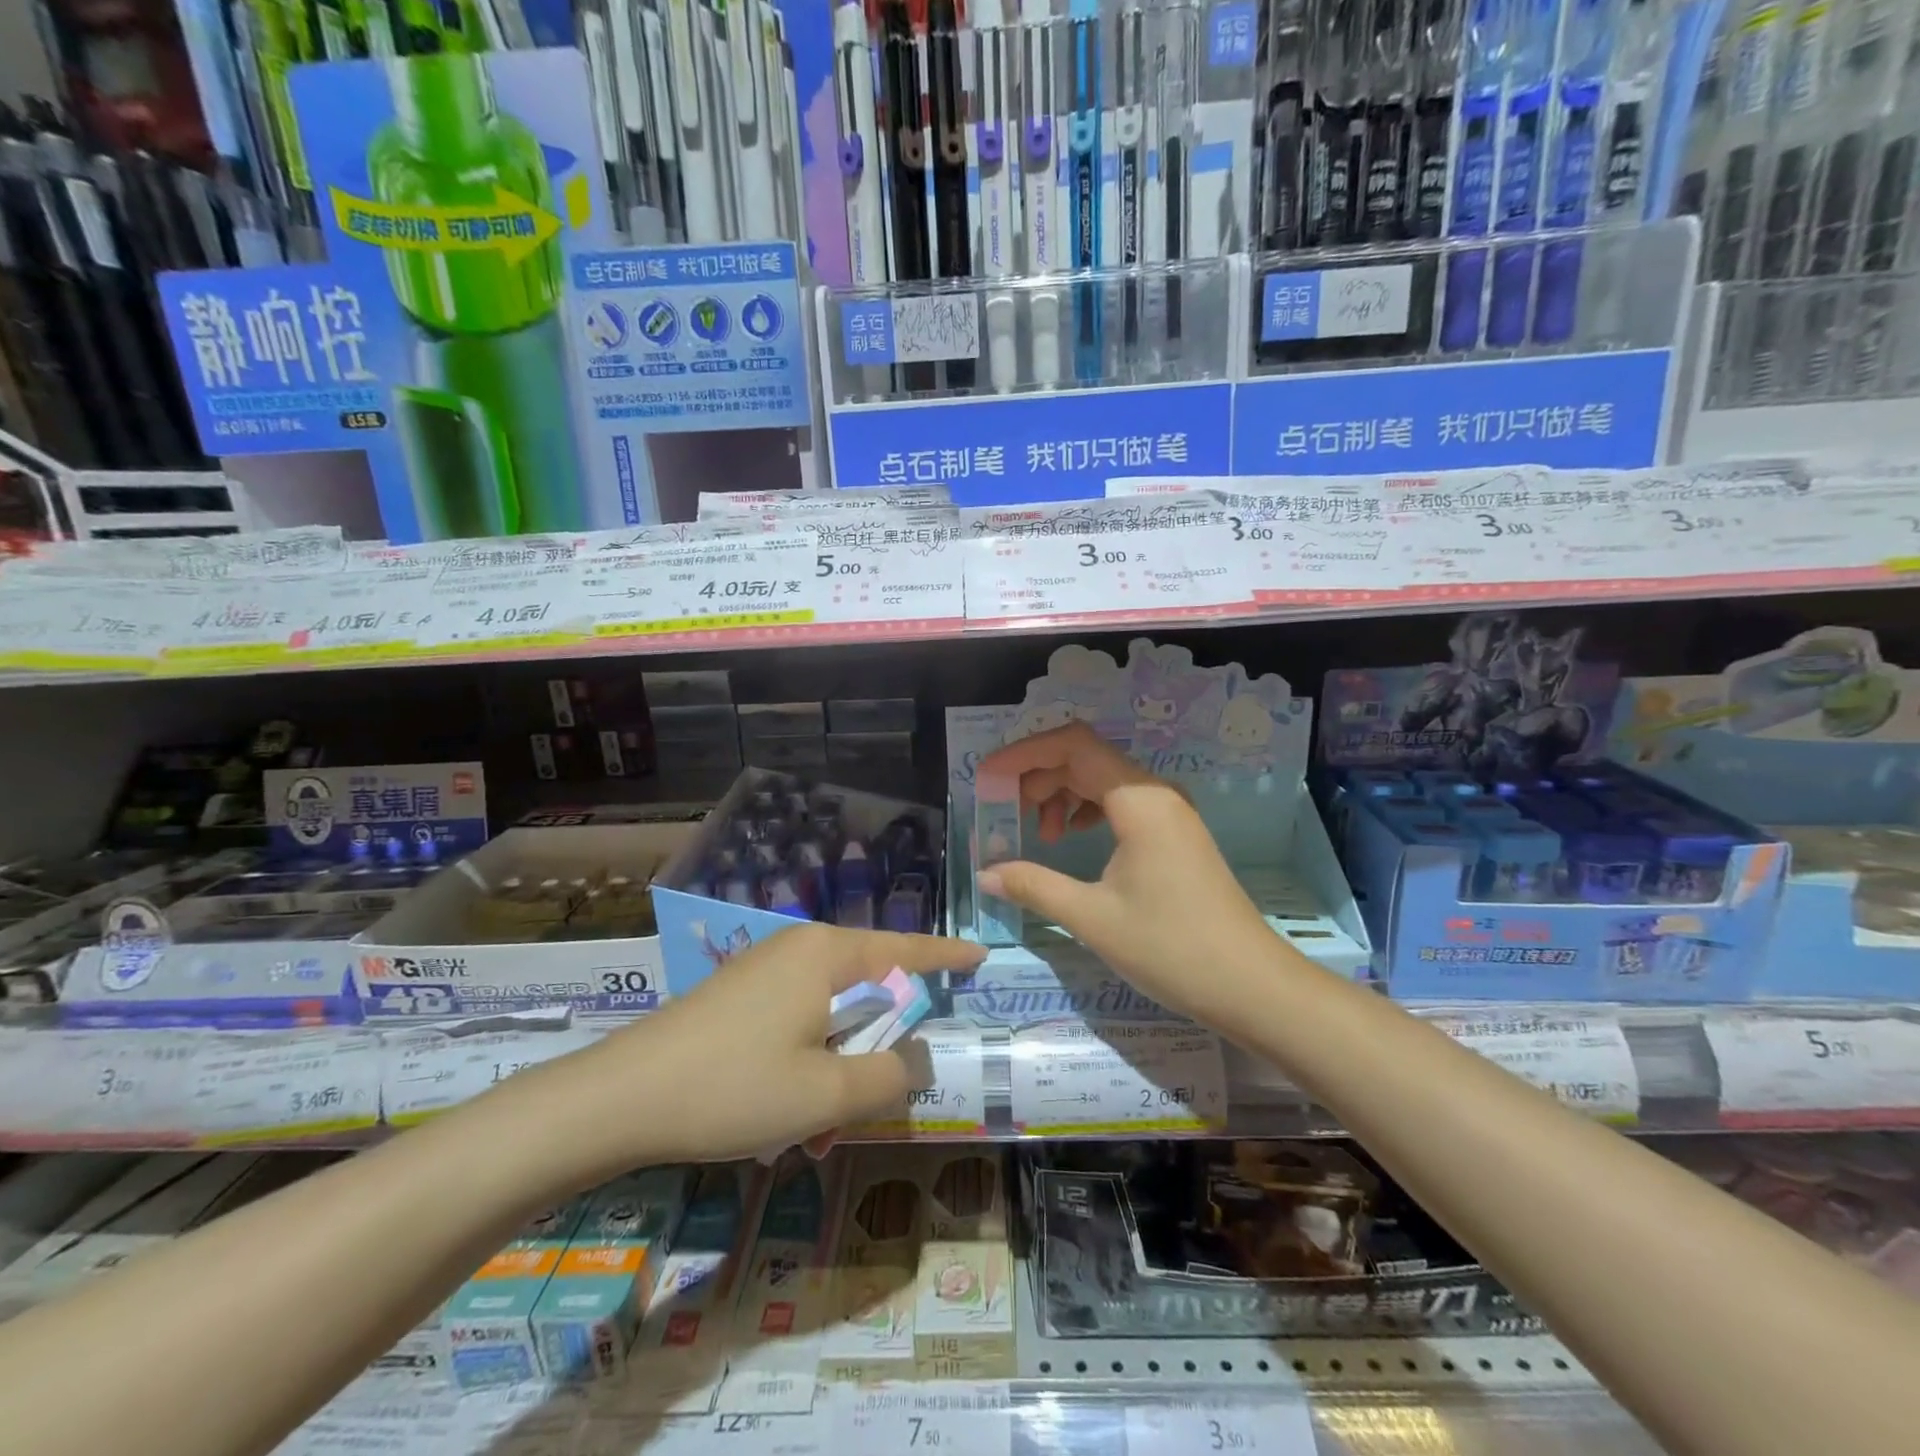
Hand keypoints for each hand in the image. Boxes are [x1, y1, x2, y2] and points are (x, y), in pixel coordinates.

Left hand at [536, 924, 984, 1176]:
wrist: (620, 1097)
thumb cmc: (734, 1087)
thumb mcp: (826, 1093)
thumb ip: (889, 1077)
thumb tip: (916, 1060)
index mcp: (827, 953)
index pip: (905, 949)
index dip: (946, 956)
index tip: (981, 957)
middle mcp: (799, 948)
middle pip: (866, 985)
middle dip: (879, 1042)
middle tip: (879, 1094)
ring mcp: (764, 970)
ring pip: (828, 1012)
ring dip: (838, 1064)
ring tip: (817, 1128)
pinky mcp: (739, 995)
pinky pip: (796, 1021)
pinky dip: (806, 1062)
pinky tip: (784, 1114)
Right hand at [975, 722, 1272, 1027]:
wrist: (1251, 986)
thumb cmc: (1171, 948)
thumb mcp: (1092, 917)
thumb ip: (1034, 886)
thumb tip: (986, 875)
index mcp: (1138, 800)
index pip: (1072, 745)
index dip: (1024, 753)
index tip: (987, 776)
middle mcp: (1156, 793)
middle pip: (1085, 758)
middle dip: (1038, 777)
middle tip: (1004, 812)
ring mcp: (1169, 812)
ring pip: (1102, 780)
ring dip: (1061, 795)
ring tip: (1037, 834)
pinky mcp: (1174, 834)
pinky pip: (1120, 803)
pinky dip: (1086, 811)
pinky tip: (1070, 839)